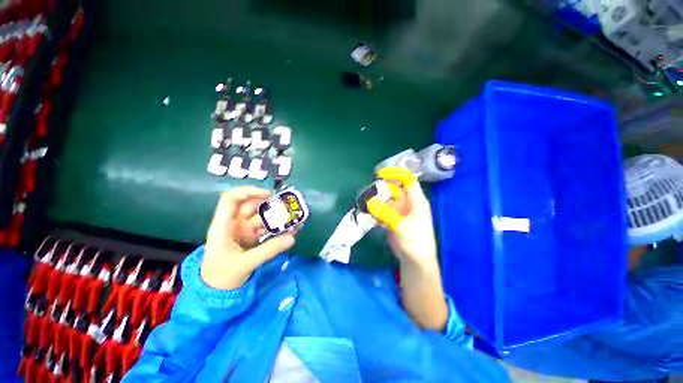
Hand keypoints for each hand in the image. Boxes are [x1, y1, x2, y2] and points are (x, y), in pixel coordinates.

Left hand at [201, 186, 295, 290]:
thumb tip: (292, 238)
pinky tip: (290, 229)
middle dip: (270, 203)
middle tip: (288, 205)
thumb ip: (269, 250)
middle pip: (251, 205)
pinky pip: (266, 228)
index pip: (231, 199)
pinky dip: (277, 228)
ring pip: (261, 217)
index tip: (268, 194)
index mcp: (224, 225)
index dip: (248, 192)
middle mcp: (234, 224)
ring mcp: (244, 230)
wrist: (216, 291)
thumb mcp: (245, 263)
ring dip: (277, 216)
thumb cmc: (222, 276)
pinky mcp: (251, 237)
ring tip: (294, 217)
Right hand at [372, 168, 447, 330]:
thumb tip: (369, 201)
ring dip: (376, 200)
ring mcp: (399, 211)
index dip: (395, 174)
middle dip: (381, 189)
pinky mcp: (393, 219)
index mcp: (416, 200)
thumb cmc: (414, 242)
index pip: (407, 179)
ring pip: (386, 200)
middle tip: (367, 192)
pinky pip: (382, 210)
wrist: (415, 261)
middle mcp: (408, 203)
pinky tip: (368, 213)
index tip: (379, 174)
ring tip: (365, 203)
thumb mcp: (400, 226)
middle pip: (394, 189)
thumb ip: (385, 213)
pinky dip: (375, 210)